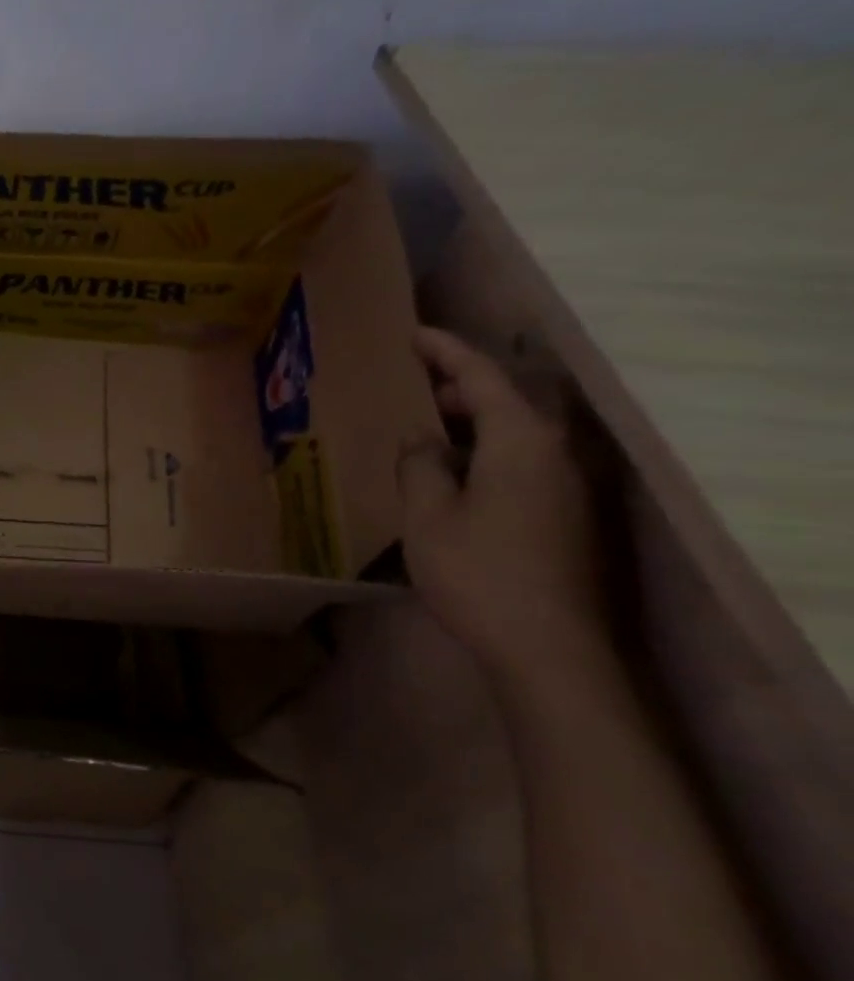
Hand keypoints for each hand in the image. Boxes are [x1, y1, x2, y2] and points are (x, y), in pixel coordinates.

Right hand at [397, 328, 608, 677]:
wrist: (550, 648)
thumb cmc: (479, 572)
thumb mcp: (429, 515)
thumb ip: (420, 465)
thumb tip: (422, 438)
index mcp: (521, 442)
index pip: (484, 377)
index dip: (447, 351)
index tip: (413, 333)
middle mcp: (556, 454)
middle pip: (510, 400)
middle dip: (461, 386)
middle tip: (412, 388)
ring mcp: (569, 487)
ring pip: (518, 433)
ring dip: (475, 422)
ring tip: (428, 430)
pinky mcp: (568, 516)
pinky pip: (523, 462)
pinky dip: (487, 452)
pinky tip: (454, 476)